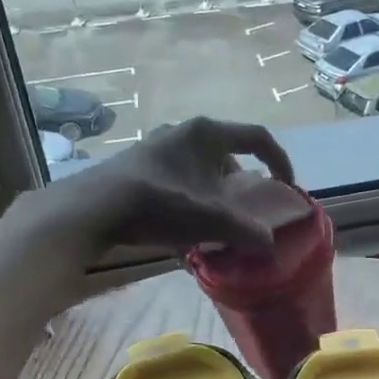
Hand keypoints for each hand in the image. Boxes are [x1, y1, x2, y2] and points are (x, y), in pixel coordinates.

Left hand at [33, 116, 295, 257]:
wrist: (92, 209)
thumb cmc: (160, 203)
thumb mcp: (212, 220)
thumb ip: (248, 233)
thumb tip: (270, 247)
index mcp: (207, 133)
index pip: (258, 137)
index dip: (280, 161)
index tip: (286, 187)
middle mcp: (182, 131)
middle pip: (226, 154)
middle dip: (240, 184)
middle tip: (244, 210)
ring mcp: (155, 146)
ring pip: (199, 168)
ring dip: (212, 194)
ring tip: (212, 223)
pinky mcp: (135, 165)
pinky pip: (175, 179)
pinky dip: (187, 199)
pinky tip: (181, 230)